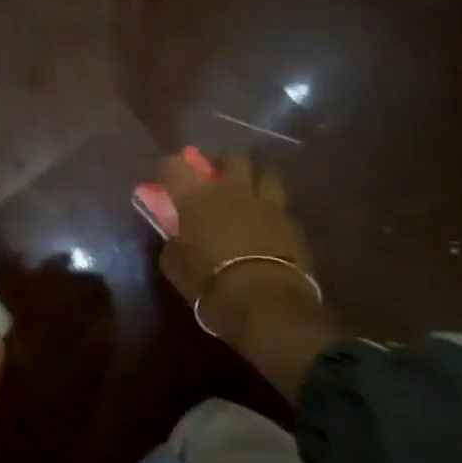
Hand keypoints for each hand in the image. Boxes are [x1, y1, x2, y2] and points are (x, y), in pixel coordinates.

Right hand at [158, 152, 335, 400]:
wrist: (266, 304)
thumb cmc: (210, 284)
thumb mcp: (175, 266)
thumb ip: (175, 241)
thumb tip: (178, 235)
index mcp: (197, 196)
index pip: (175, 164)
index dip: (169, 168)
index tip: (167, 179)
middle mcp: (233, 190)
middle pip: (232, 157)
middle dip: (224, 164)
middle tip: (218, 180)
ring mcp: (269, 204)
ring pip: (267, 174)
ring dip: (256, 181)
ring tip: (250, 196)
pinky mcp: (294, 224)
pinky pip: (283, 207)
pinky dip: (274, 212)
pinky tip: (270, 226)